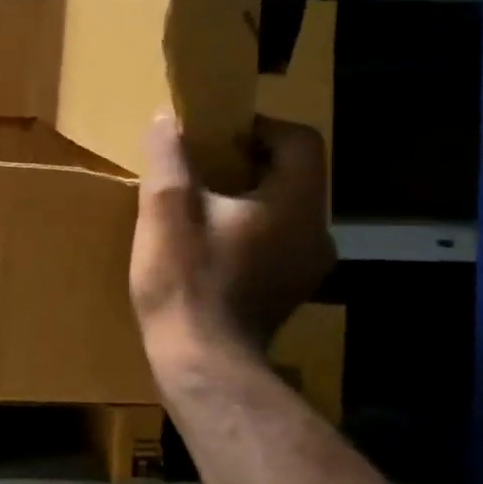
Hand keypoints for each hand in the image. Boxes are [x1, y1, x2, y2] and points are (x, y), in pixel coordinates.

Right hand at [130, 114, 334, 356]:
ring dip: (246, 199)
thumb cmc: (186, 282)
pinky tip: (209, 247)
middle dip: (247, 162)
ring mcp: (307, 267)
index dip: (260, 126)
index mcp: (296, 204)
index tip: (216, 135)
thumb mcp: (166, 209)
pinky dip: (249, 231)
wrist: (201, 364)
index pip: (300, 140)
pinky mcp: (289, 292)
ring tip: (199, 206)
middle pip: (292, 175)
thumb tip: (167, 119)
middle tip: (199, 167)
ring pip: (283, 211)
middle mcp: (316, 232)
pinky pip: (276, 242)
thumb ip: (170, 156)